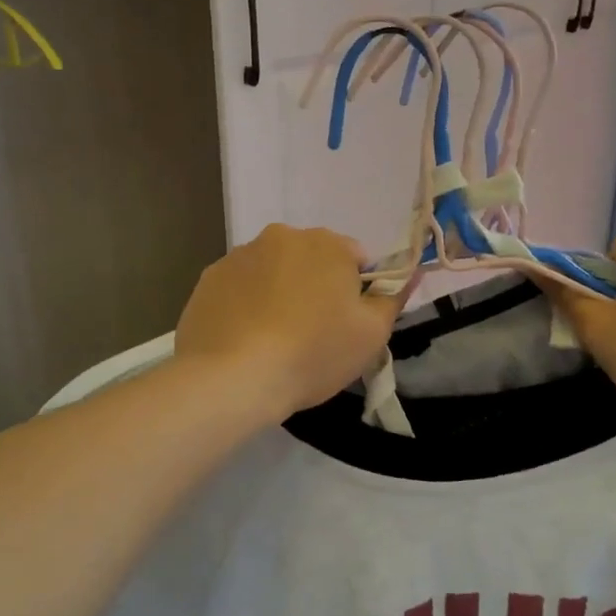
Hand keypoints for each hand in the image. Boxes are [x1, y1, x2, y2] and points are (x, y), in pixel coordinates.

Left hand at [175, 224, 406, 418]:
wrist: (233, 378)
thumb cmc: (313, 353)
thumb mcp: (371, 334)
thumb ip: (392, 299)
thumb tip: (407, 276)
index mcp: (326, 243)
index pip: (356, 258)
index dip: (357, 292)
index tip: (348, 324)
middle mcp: (281, 236)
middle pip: (311, 260)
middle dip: (316, 288)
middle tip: (313, 334)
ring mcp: (239, 256)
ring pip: (273, 272)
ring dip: (280, 294)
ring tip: (275, 340)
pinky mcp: (208, 280)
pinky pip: (240, 288)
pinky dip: (247, 305)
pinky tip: (246, 340)